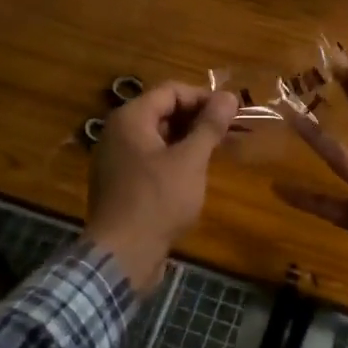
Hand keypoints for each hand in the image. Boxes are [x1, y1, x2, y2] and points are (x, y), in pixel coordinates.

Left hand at [85, 83, 239, 293]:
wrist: (121, 256)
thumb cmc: (157, 201)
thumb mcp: (190, 160)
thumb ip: (209, 126)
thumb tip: (229, 96)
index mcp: (130, 119)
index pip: (171, 91)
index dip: (204, 97)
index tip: (232, 112)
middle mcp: (118, 132)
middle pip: (163, 111)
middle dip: (197, 118)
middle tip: (228, 132)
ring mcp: (116, 159)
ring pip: (158, 137)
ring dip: (188, 139)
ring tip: (217, 151)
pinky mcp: (120, 183)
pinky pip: (150, 158)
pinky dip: (173, 158)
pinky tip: (195, 174)